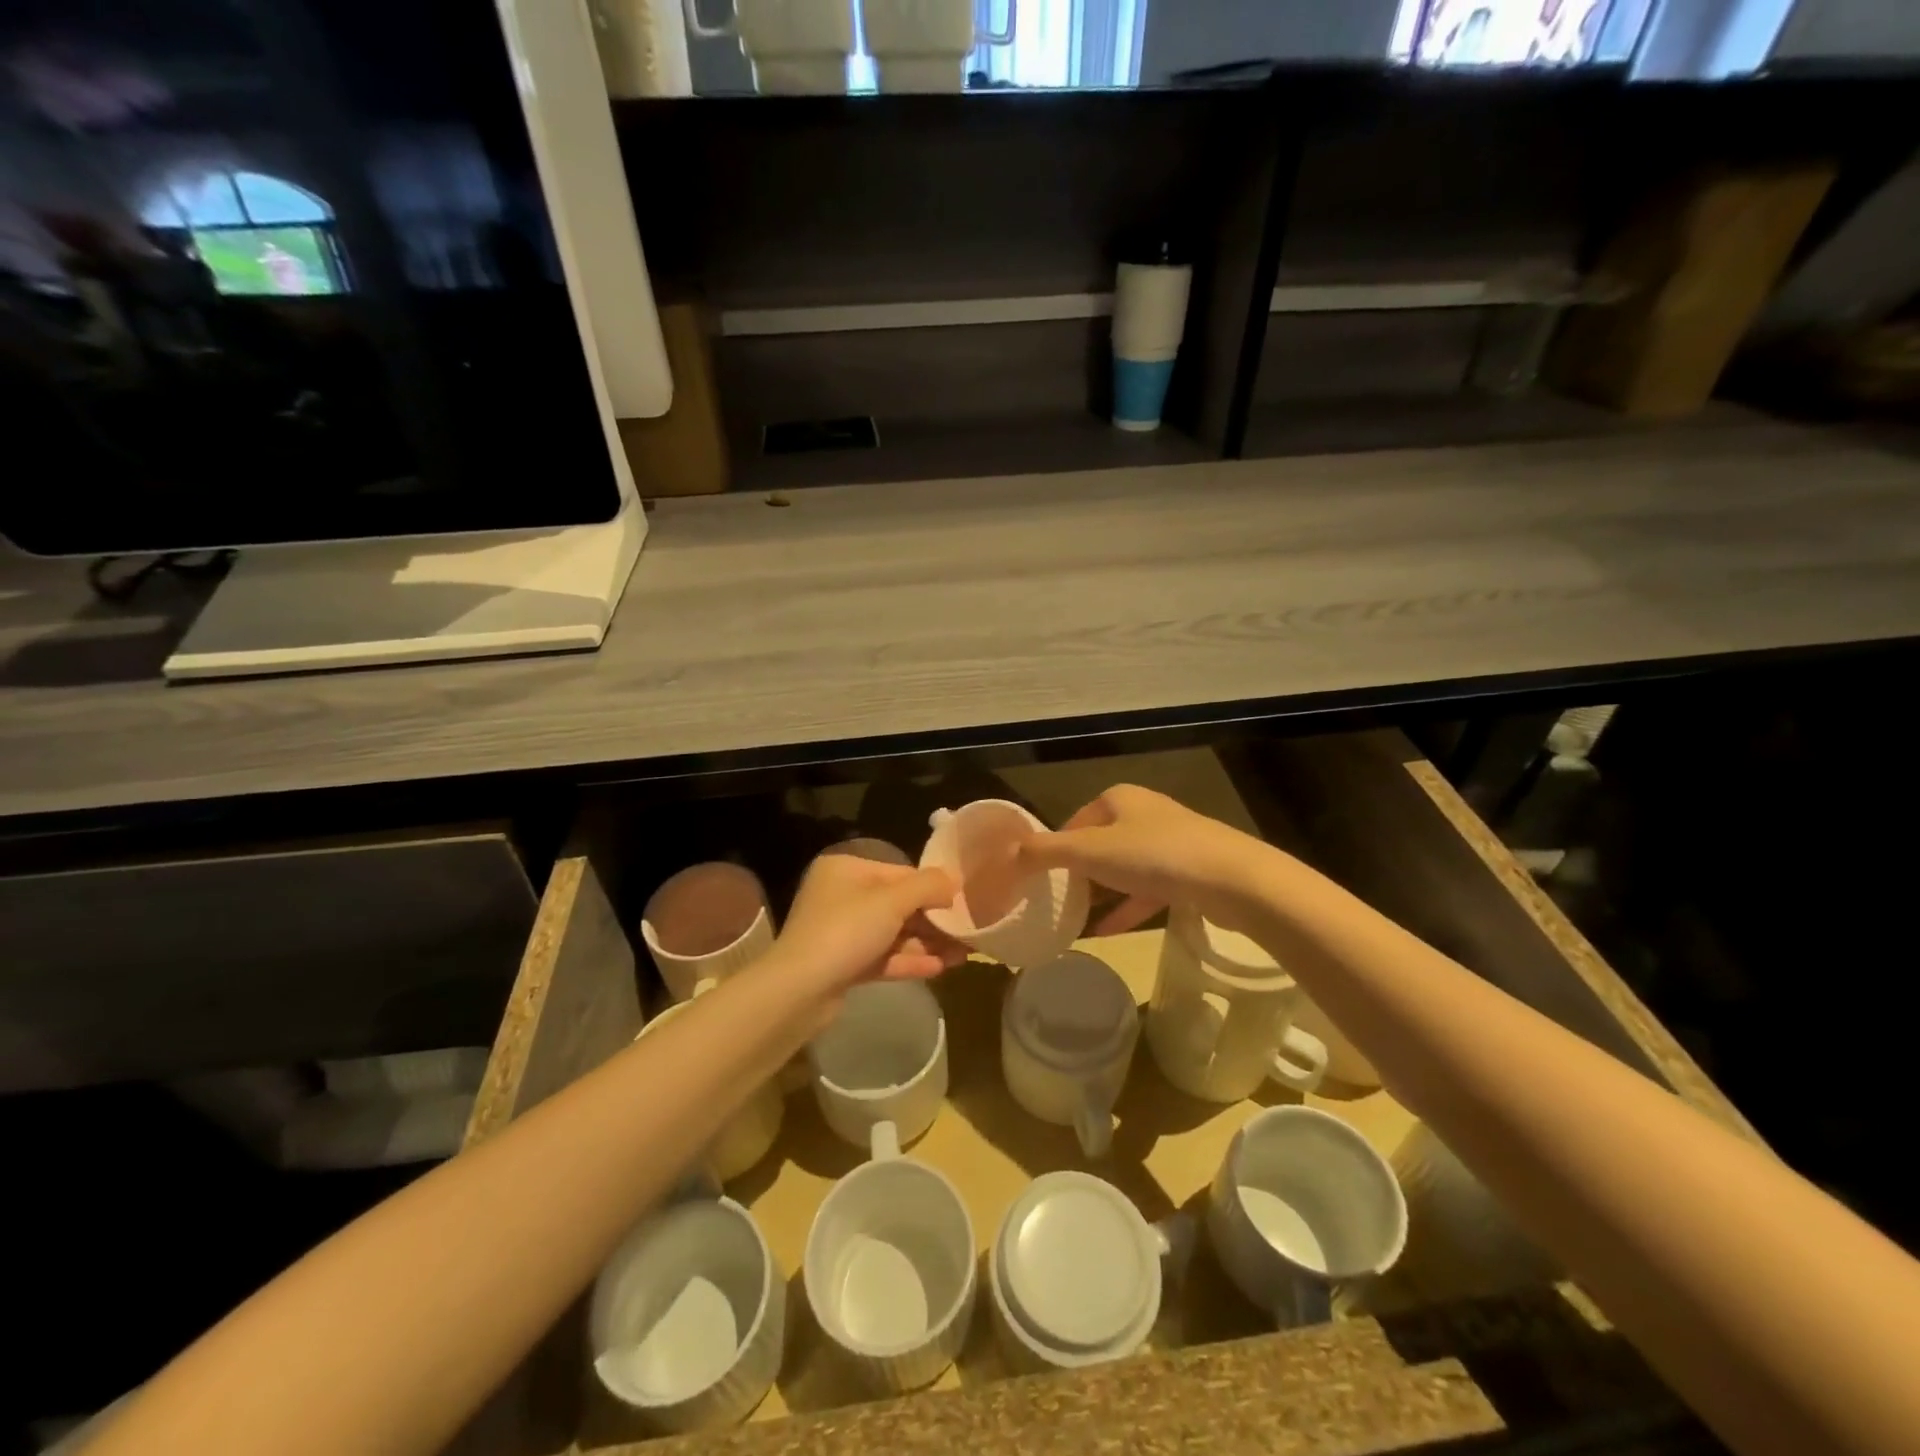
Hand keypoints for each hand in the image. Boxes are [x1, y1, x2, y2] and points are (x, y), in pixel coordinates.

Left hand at [768, 852, 965, 997]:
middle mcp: (842, 895)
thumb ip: (928, 886)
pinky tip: (940, 968)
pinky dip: (909, 961)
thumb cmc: (846, 931)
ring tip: (963, 954)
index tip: (963, 903)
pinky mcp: (844, 964)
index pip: (900, 872)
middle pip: (898, 904)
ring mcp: (842, 932)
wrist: (799, 990)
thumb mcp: (892, 901)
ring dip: (927, 943)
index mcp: (847, 869)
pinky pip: (883, 956)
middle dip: (934, 920)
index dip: (933, 887)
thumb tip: (954, 880)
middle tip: (968, 932)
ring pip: (893, 933)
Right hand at [1016, 784, 1277, 935]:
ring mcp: (1170, 844)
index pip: (1074, 820)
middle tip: (1053, 899)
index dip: (1054, 847)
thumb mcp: (1090, 851)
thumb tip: (1006, 856)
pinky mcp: (1188, 873)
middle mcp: (1144, 814)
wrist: (1231, 879)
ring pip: (1123, 868)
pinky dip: (1125, 908)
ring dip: (1100, 892)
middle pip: (1098, 843)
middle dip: (1077, 872)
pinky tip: (1106, 932)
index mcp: (1119, 799)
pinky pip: (1146, 891)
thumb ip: (1046, 852)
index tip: (1038, 877)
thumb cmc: (1154, 855)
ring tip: (1073, 918)